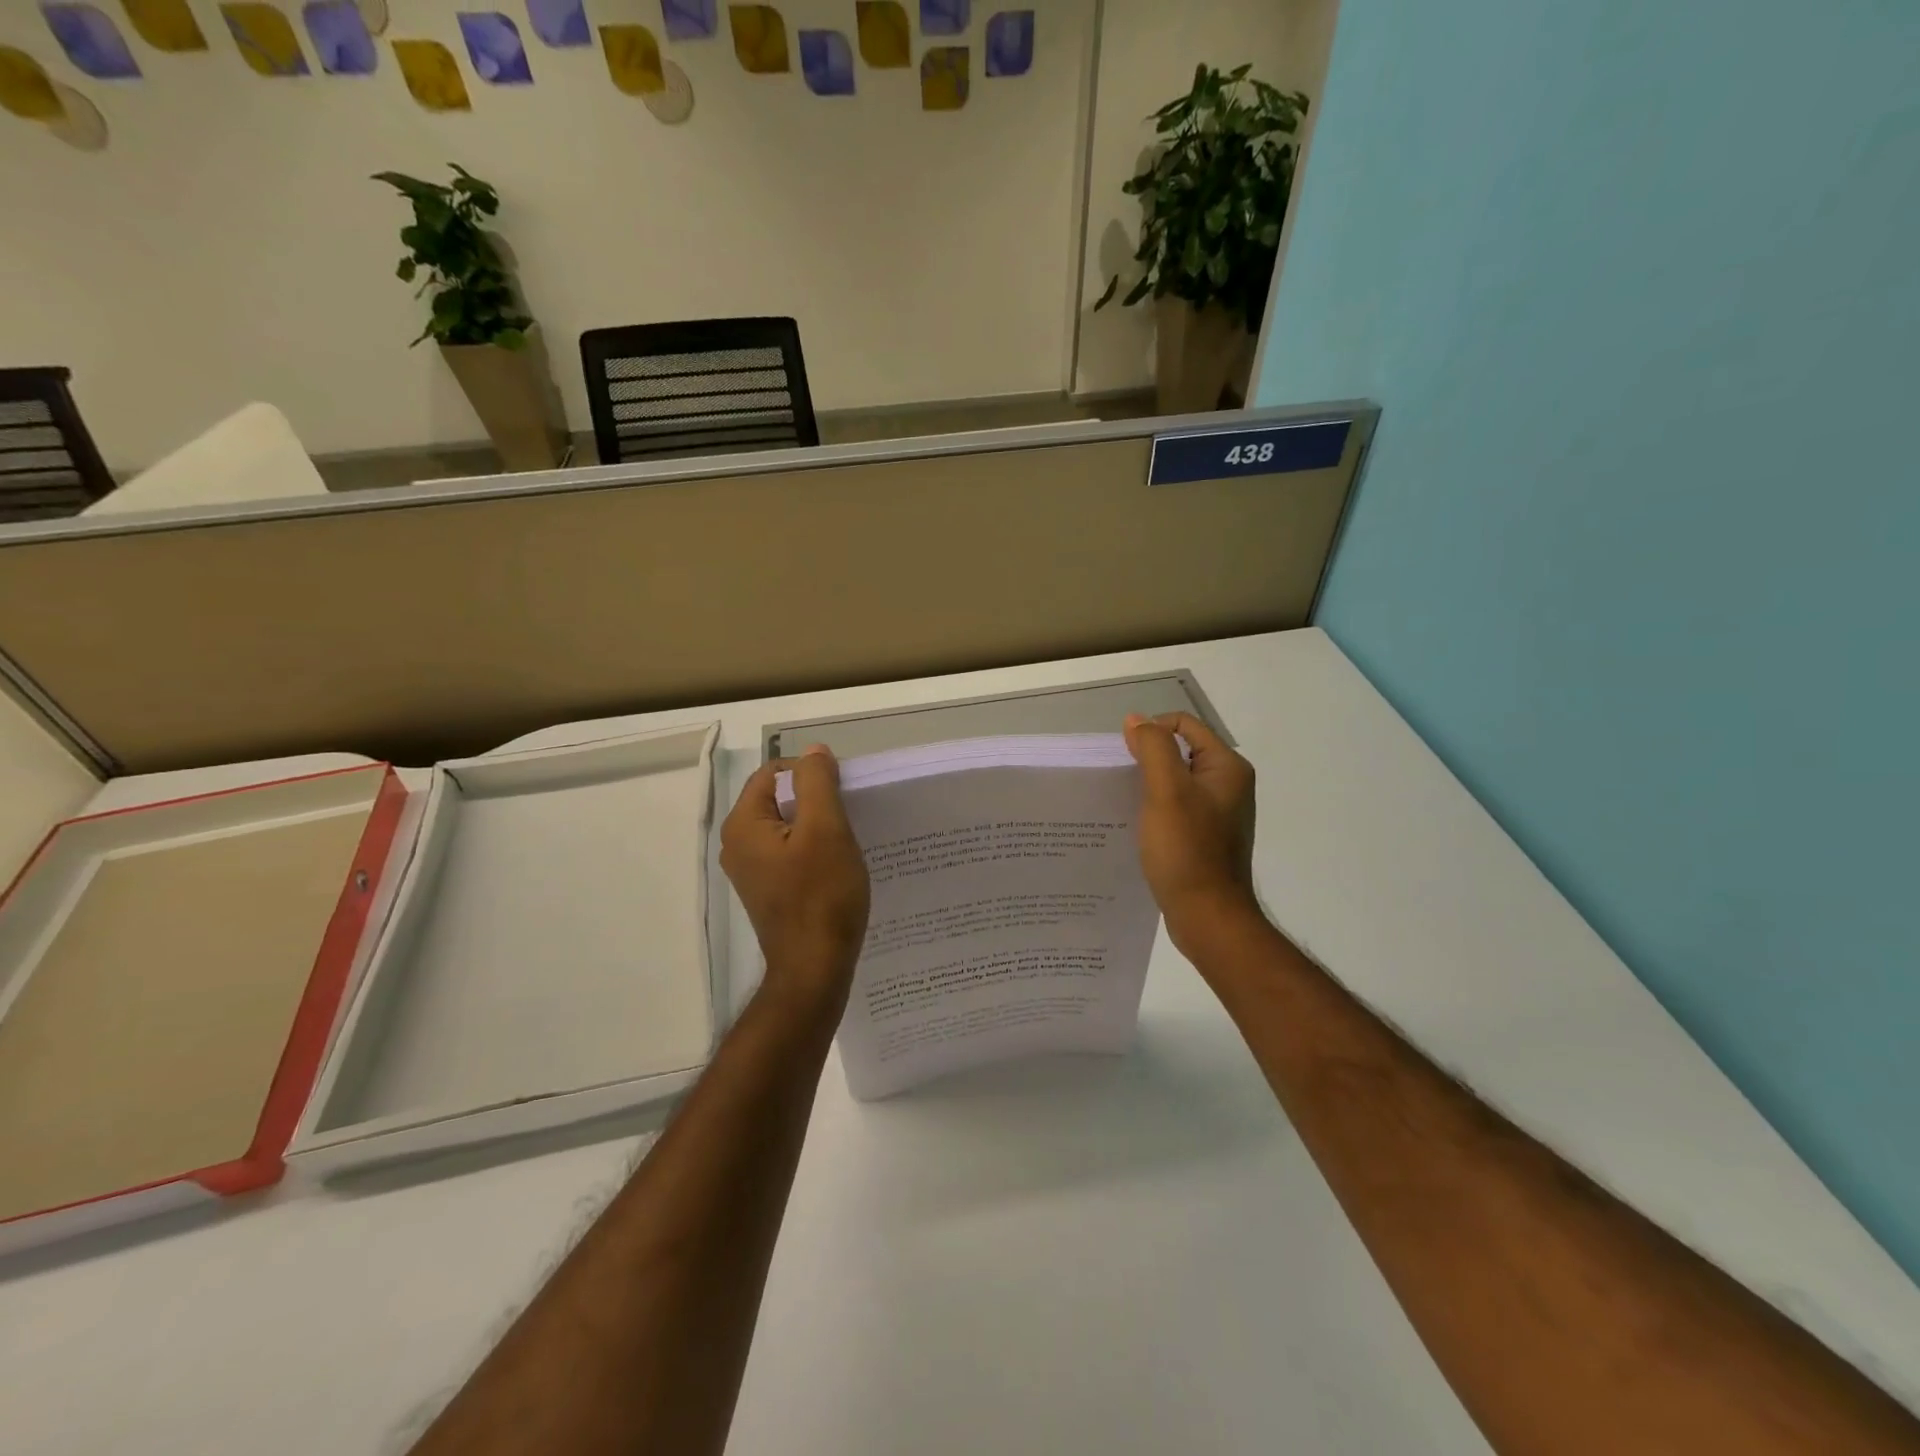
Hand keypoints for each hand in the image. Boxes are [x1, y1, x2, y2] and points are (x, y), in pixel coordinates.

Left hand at [721, 746, 870, 1014]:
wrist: (814, 968)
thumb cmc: (822, 896)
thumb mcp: (826, 829)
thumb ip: (817, 783)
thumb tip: (813, 752)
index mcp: (743, 824)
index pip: (775, 773)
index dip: (811, 775)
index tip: (843, 795)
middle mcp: (737, 844)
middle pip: (779, 799)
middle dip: (816, 800)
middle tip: (849, 817)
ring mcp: (751, 870)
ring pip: (787, 826)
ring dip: (817, 825)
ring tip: (847, 841)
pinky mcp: (768, 889)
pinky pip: (789, 852)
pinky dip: (813, 850)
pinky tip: (837, 865)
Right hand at [1123, 712, 1260, 949]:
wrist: (1208, 916)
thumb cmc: (1187, 850)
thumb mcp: (1166, 792)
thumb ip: (1152, 749)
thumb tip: (1136, 720)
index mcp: (1227, 767)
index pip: (1184, 725)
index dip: (1151, 732)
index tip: (1124, 758)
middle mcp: (1229, 785)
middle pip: (1180, 752)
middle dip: (1147, 760)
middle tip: (1121, 781)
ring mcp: (1219, 813)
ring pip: (1176, 782)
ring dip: (1149, 786)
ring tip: (1125, 803)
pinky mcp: (1207, 837)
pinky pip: (1177, 808)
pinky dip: (1156, 809)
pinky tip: (1138, 826)